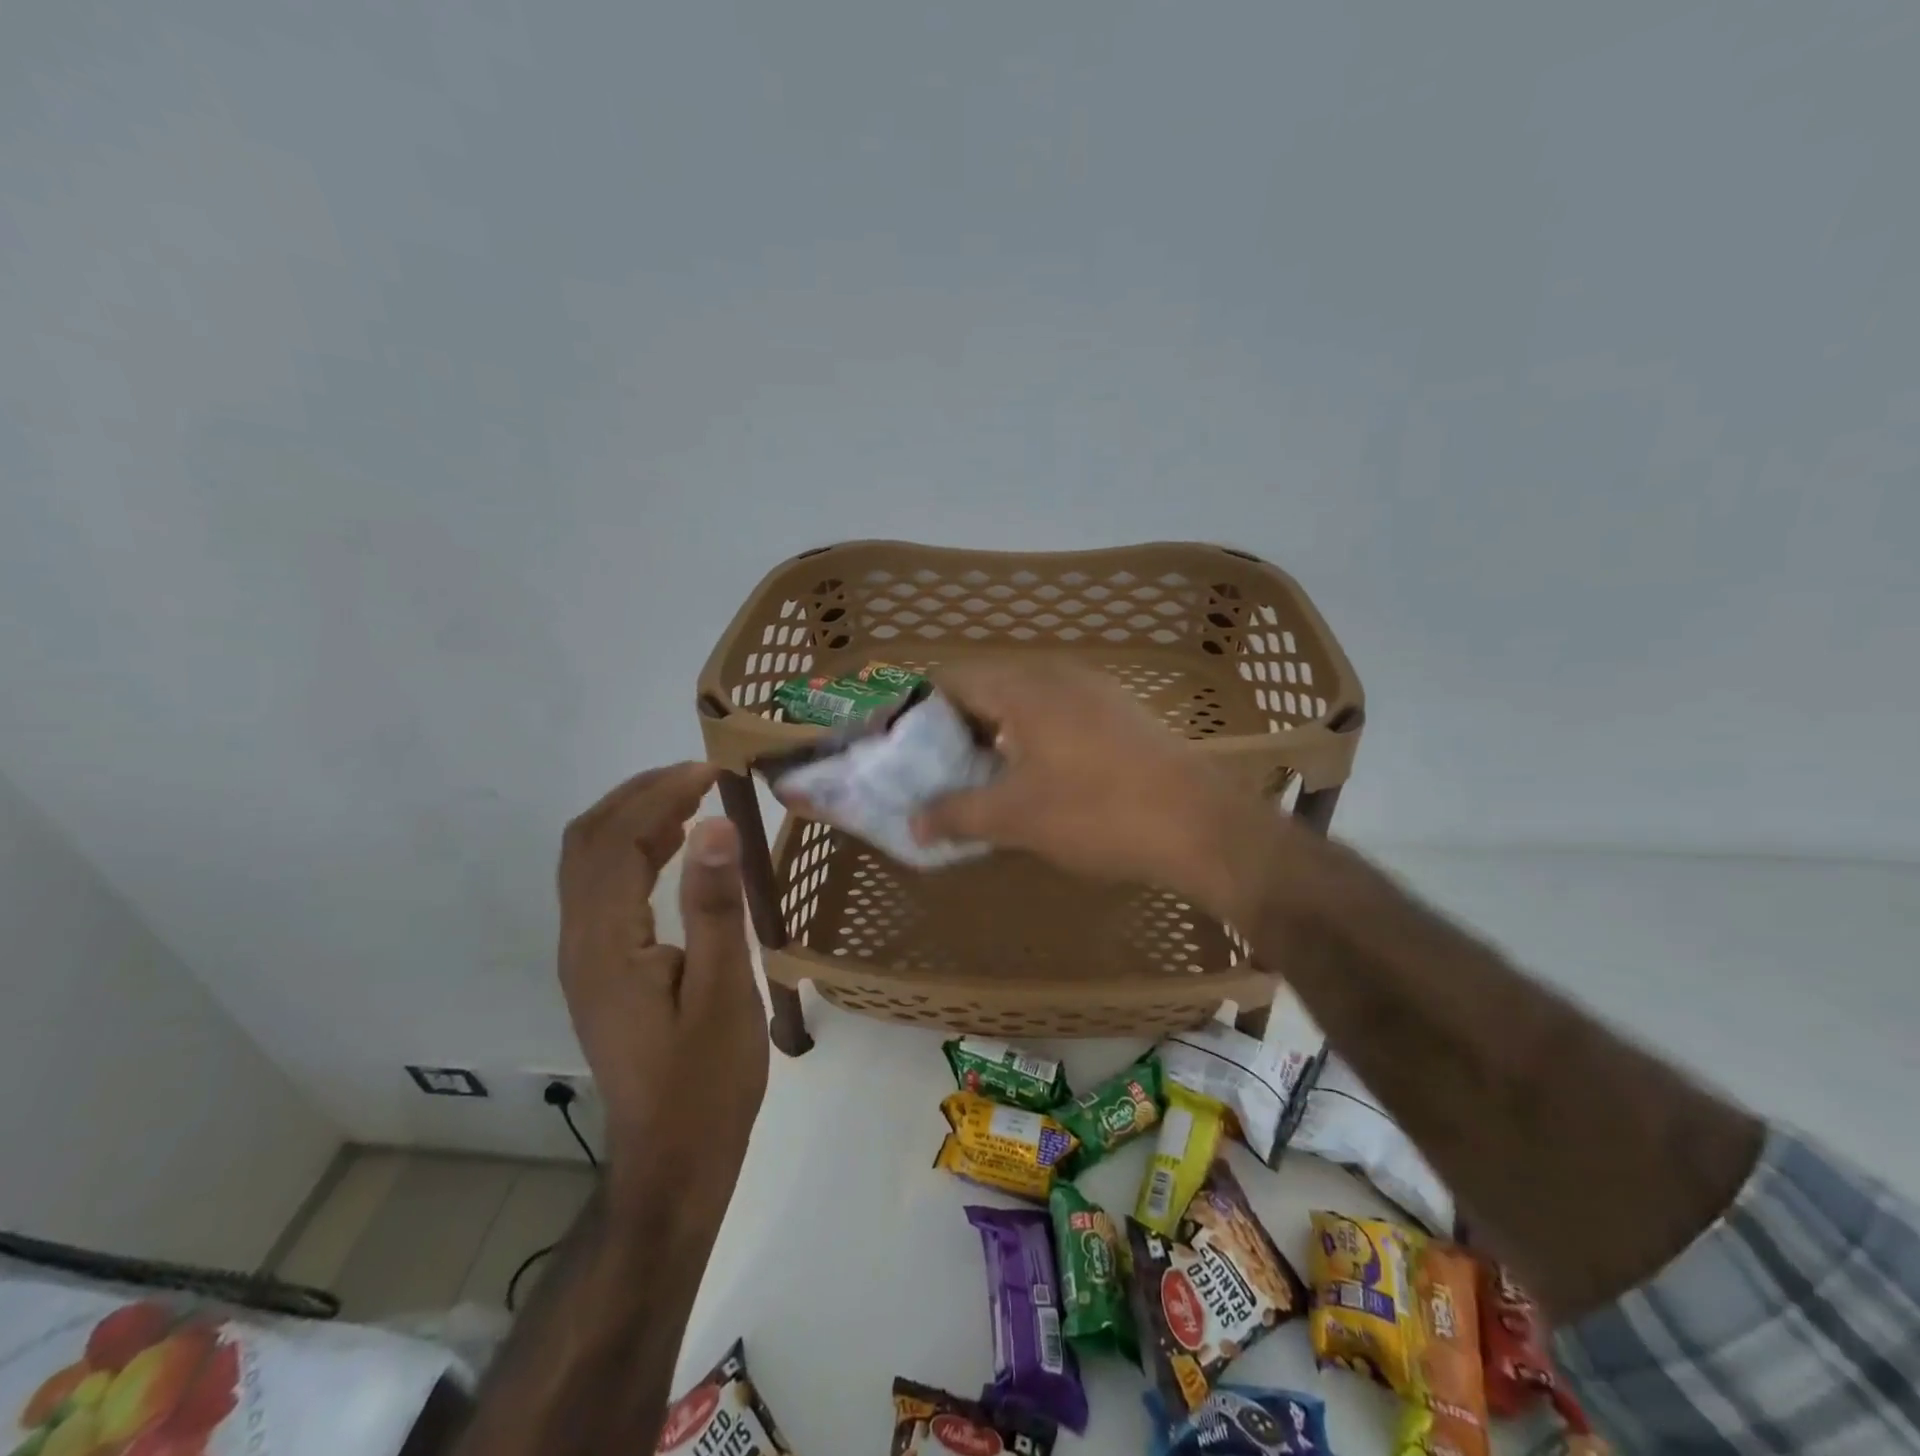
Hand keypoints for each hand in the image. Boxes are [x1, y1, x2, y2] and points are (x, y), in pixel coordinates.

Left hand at [556, 763, 767, 1213]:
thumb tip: (716, 826)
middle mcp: (580, 942)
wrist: (672, 1160)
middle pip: (588, 842)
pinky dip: (634, 849)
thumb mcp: (724, 994)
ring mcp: (585, 957)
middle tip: (700, 774)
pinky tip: (675, 846)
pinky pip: (603, 887)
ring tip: (691, 796)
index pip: (616, 841)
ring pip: (589, 861)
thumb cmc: (707, 1083)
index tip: (713, 771)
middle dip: (640, 793)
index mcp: (606, 945)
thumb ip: (715, 908)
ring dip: (633, 816)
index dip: (660, 794)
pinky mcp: (600, 969)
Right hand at [912, 660, 1272, 914]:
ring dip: (994, 735)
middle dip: (955, 728)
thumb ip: (957, 813)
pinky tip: (1031, 779)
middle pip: (986, 688)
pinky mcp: (1118, 715)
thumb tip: (914, 822)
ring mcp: (1093, 692)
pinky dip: (1029, 739)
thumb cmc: (1097, 812)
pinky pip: (1055, 715)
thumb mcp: (1016, 818)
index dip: (919, 711)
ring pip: (1023, 703)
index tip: (903, 749)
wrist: (1200, 825)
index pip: (951, 679)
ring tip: (978, 778)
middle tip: (935, 770)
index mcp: (1024, 687)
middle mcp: (1056, 675)